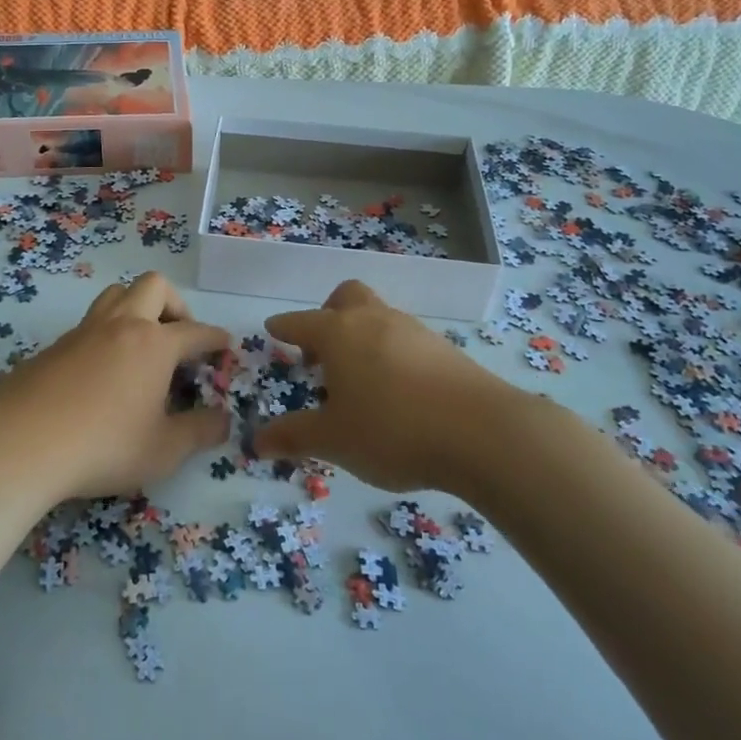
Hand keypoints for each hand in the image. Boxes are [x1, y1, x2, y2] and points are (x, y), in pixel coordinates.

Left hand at [0, 272, 231, 500]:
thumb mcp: (163, 450)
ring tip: (142, 344)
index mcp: (154, 344)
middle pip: (154, 287)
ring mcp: (84, 331)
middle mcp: (121, 325)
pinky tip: (104, 369)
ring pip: (116, 294)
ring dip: (137, 307)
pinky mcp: (54, 345)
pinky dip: (107, 333)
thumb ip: (200, 432)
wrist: (20, 442)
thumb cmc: (103, 445)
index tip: (225, 345)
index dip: (215, 338)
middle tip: (180, 338)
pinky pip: (90, 323)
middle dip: (176, 305)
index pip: (195, 332)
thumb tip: (224, 420)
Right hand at [253, 280, 529, 492]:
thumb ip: (294, 437)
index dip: (284, 327)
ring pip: (378, 316)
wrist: (482, 432)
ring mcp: (413, 331)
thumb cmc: (392, 430)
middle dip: (328, 315)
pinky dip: (391, 353)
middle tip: (321, 352)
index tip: (273, 329)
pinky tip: (397, 390)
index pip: (301, 322)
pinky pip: (405, 339)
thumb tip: (257, 441)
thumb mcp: (334, 440)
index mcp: (338, 333)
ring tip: (359, 379)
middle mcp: (374, 320)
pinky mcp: (445, 349)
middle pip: (346, 297)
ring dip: (362, 335)